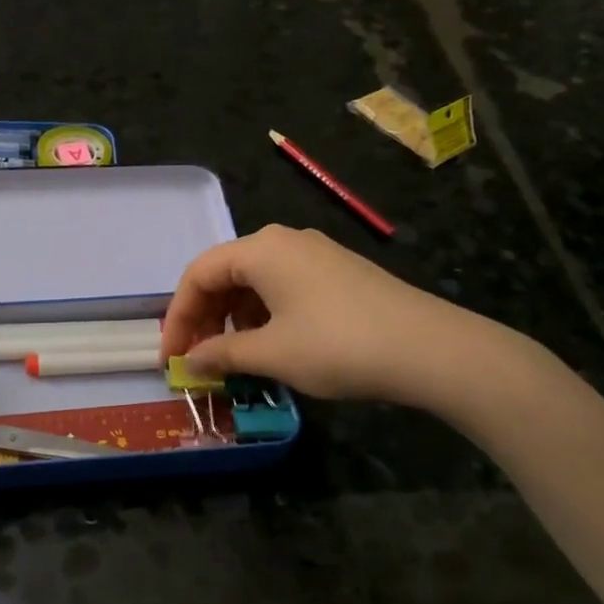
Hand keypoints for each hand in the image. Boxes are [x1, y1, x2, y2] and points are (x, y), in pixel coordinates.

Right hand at [158, 225, 518, 411]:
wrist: (432, 349)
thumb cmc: (338, 346)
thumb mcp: (272, 354)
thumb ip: (222, 354)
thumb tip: (191, 362)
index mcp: (260, 249)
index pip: (198, 275)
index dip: (178, 318)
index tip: (171, 359)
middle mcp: (284, 241)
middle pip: (225, 274)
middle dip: (205, 318)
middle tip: (199, 360)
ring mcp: (316, 254)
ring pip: (255, 281)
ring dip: (234, 319)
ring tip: (235, 358)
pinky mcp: (339, 273)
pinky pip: (283, 287)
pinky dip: (264, 315)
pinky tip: (273, 346)